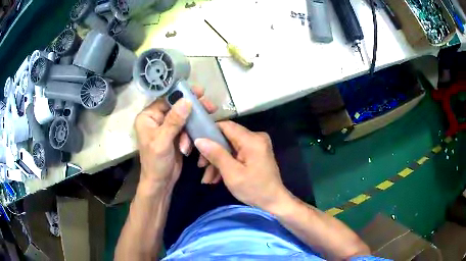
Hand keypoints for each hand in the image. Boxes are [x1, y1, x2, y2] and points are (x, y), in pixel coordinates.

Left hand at [135, 87, 216, 191]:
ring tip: (204, 126)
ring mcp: (167, 127)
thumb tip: (186, 101)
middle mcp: (157, 119)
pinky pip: (187, 128)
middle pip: (177, 106)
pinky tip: (190, 144)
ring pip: (184, 117)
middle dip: (193, 108)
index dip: (182, 94)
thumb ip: (174, 121)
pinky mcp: (175, 135)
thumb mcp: (163, 141)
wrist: (160, 183)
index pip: (166, 99)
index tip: (200, 92)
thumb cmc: (156, 163)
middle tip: (210, 106)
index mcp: (148, 117)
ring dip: (193, 124)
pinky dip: (191, 133)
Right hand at [194, 121, 291, 211]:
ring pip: (229, 147)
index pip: (226, 126)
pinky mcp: (255, 153)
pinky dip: (226, 164)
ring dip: (217, 161)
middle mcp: (256, 137)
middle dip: (212, 152)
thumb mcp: (232, 174)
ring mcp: (256, 145)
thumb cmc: (254, 189)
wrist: (274, 202)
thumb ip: (216, 154)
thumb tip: (199, 139)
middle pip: (226, 138)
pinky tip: (216, 178)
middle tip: (201, 167)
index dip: (209, 132)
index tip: (196, 145)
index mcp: (252, 140)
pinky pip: (236, 154)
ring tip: (207, 179)